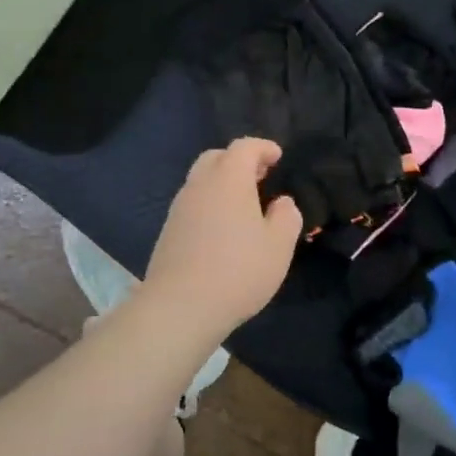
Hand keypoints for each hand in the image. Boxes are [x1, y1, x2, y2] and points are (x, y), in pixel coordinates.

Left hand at [141, 138, 302, 340]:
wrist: (180, 307)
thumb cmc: (238, 271)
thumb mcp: (279, 246)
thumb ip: (287, 216)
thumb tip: (282, 203)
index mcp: (228, 180)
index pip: (244, 147)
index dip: (263, 147)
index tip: (277, 156)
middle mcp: (199, 186)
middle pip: (216, 158)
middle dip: (239, 160)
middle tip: (260, 176)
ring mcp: (179, 209)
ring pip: (201, 181)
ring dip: (222, 183)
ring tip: (244, 204)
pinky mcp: (168, 232)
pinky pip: (192, 203)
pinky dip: (210, 203)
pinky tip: (223, 228)